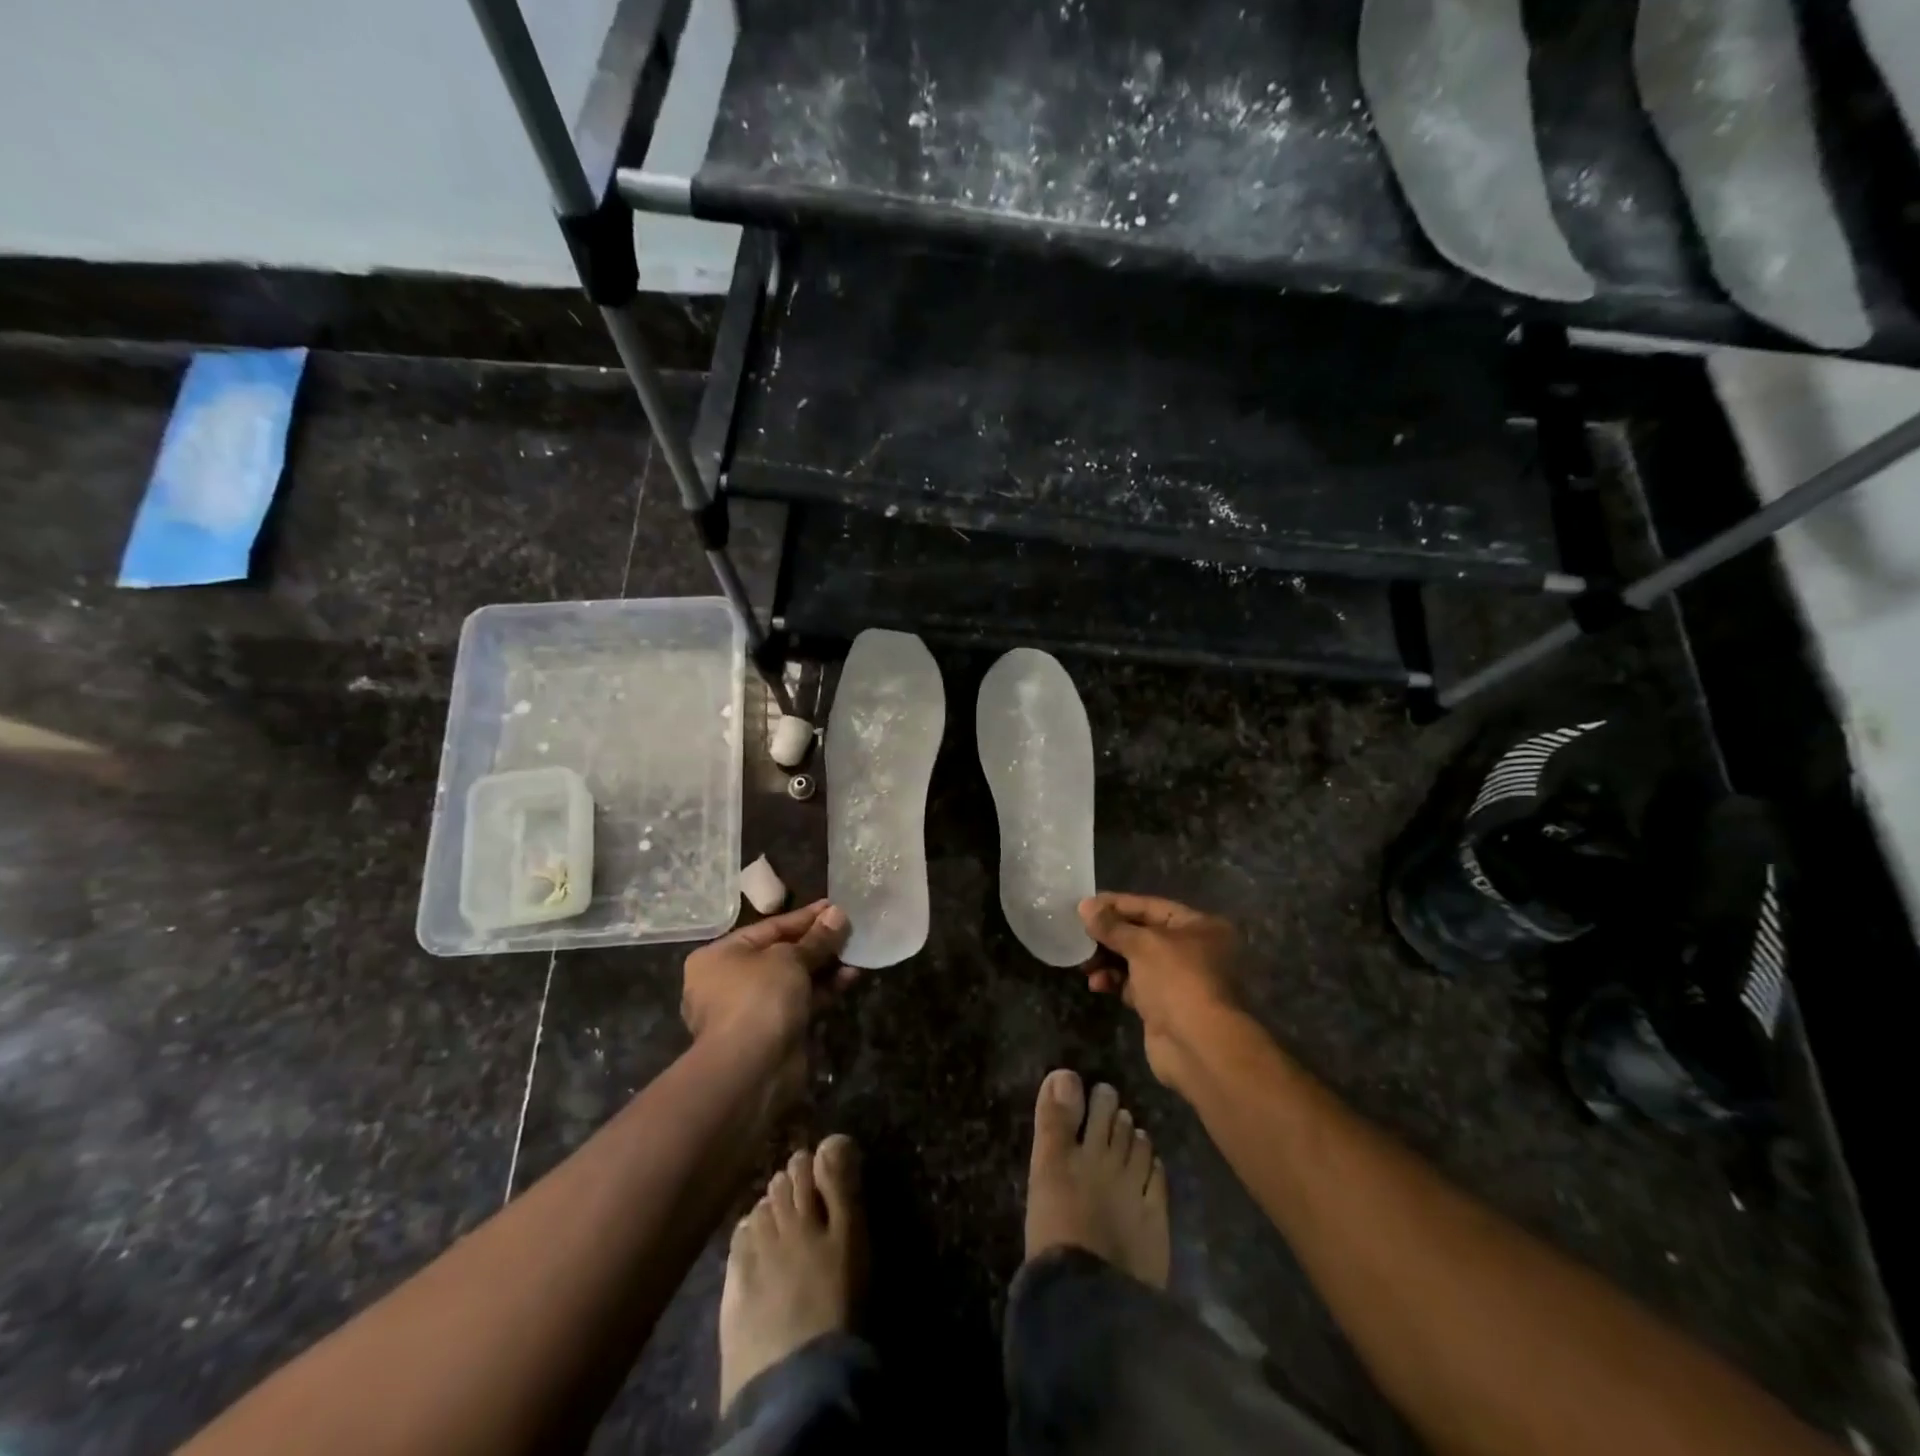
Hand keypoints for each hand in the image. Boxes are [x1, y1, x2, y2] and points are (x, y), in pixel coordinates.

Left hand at [682, 900, 853, 1049]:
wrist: (751, 1070)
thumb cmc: (759, 997)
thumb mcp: (791, 958)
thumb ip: (817, 937)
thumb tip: (838, 913)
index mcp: (720, 956)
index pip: (769, 927)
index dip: (805, 917)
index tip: (835, 906)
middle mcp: (729, 981)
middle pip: (781, 953)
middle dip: (817, 943)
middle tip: (849, 929)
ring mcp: (751, 1010)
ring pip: (793, 980)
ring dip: (824, 966)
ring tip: (855, 952)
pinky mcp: (772, 1033)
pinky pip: (801, 1002)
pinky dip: (823, 990)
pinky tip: (851, 977)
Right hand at [1078, 893, 1244, 1089]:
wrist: (1198, 1046)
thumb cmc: (1176, 980)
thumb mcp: (1142, 945)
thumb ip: (1111, 925)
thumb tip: (1085, 906)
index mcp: (1199, 926)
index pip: (1151, 906)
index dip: (1116, 904)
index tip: (1085, 905)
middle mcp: (1193, 950)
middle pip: (1142, 934)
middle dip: (1110, 936)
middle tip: (1078, 934)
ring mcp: (1179, 980)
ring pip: (1136, 961)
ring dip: (1108, 960)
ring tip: (1084, 963)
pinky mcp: (1164, 1006)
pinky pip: (1134, 985)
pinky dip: (1115, 982)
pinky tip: (1096, 984)